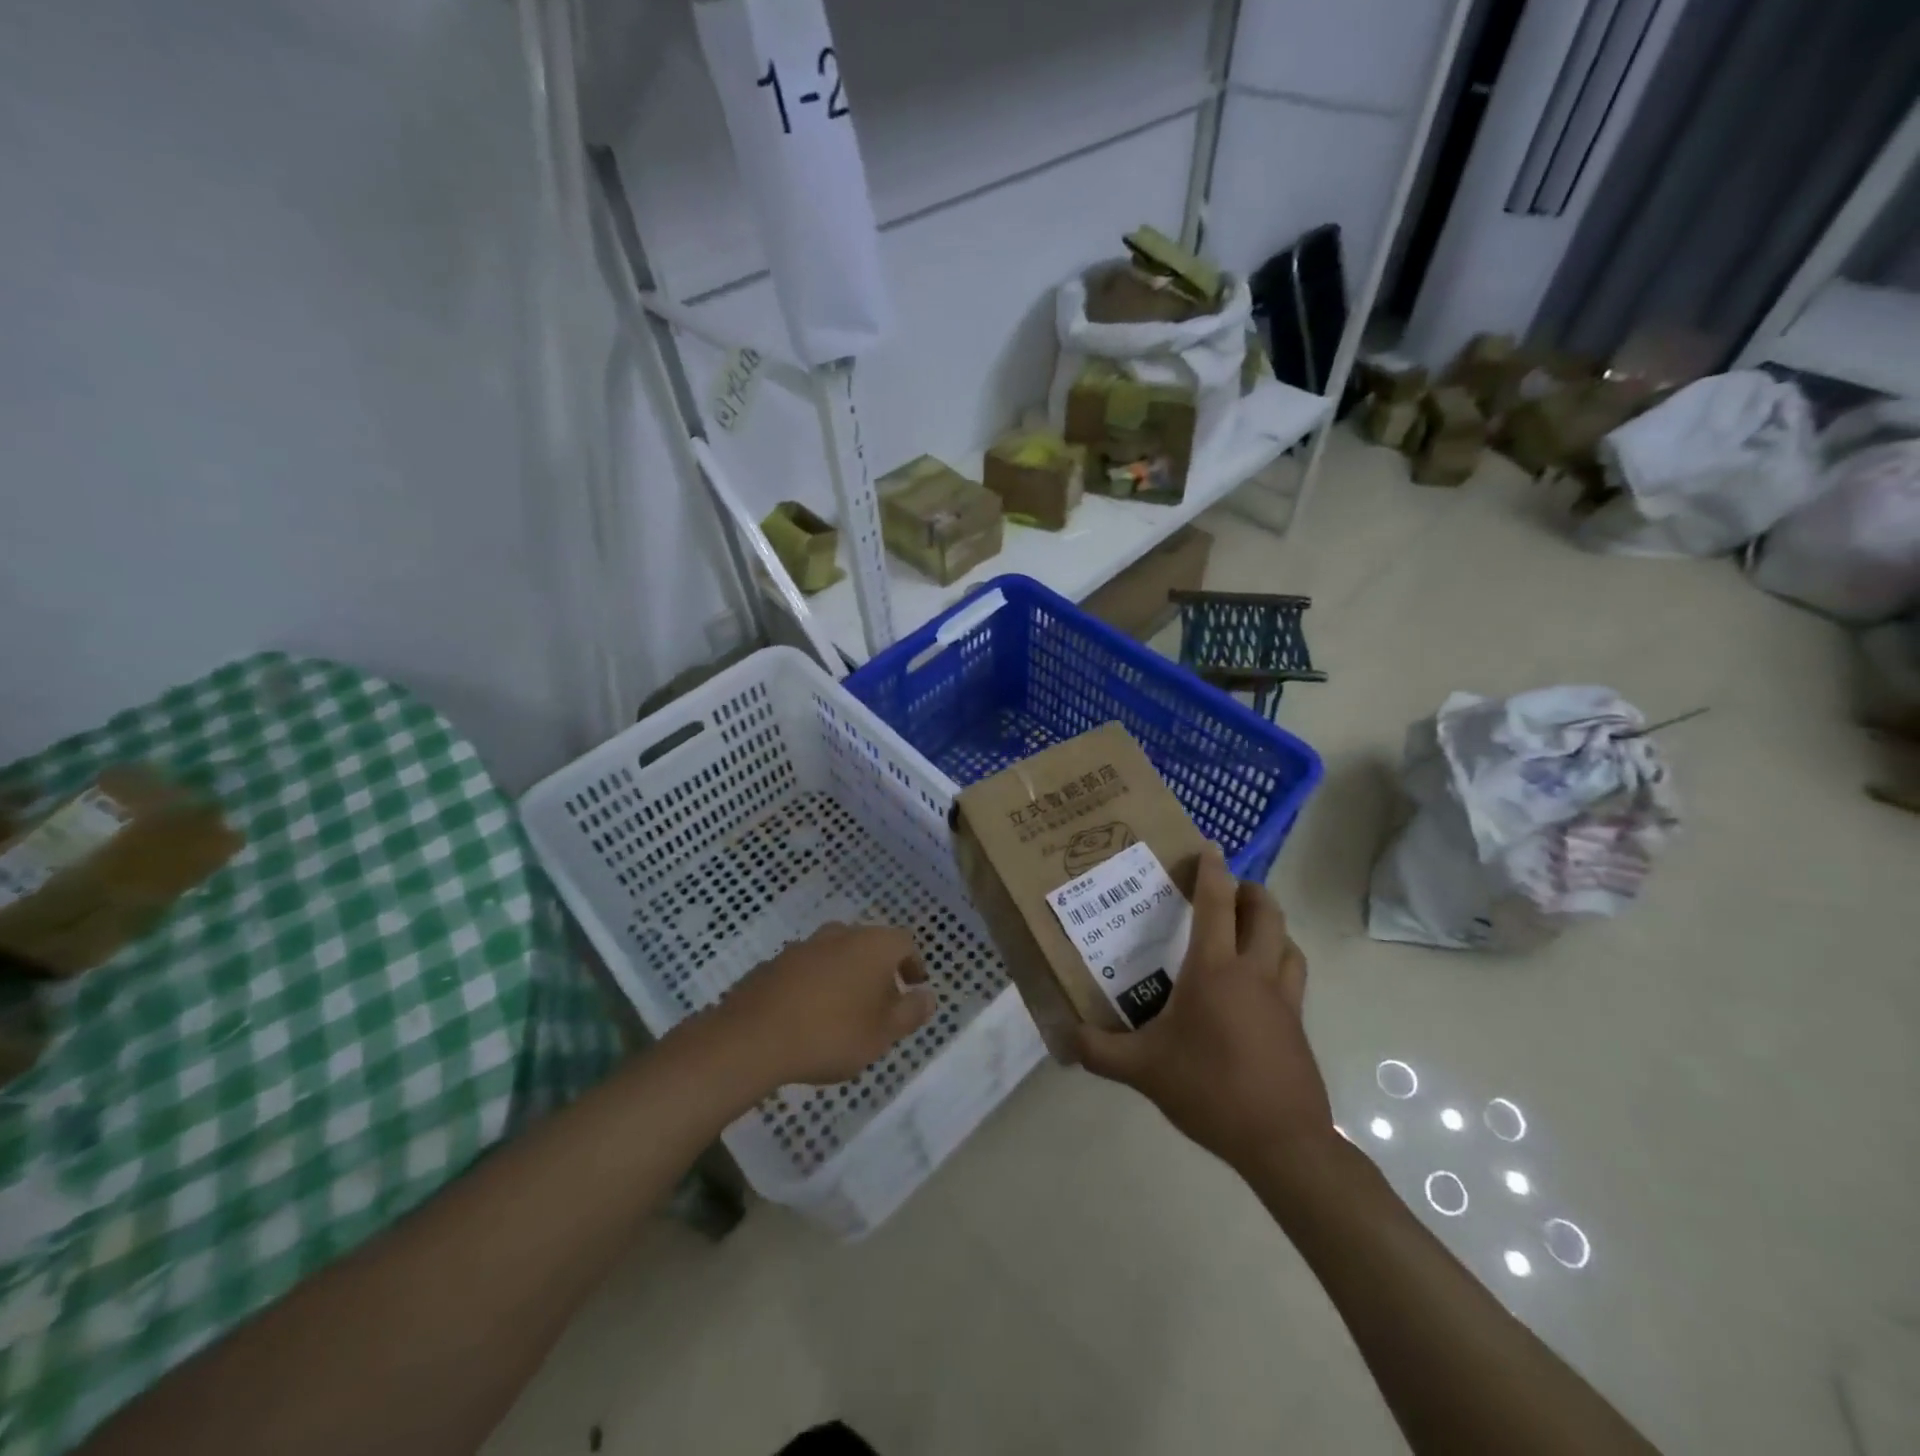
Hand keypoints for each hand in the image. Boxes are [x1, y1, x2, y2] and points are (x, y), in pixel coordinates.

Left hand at [716, 923, 936, 1087]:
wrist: (754, 1037)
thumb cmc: (832, 1033)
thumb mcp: (883, 1033)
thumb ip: (910, 1013)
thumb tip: (928, 996)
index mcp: (873, 944)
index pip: (905, 942)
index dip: (913, 964)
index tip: (914, 987)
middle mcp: (840, 934)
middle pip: (869, 945)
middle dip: (879, 970)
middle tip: (881, 1003)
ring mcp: (804, 946)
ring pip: (836, 955)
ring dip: (845, 976)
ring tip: (844, 1012)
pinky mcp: (774, 963)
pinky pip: (807, 969)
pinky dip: (815, 985)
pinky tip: (809, 1015)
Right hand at [1074, 845, 1333, 1172]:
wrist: (1281, 1140)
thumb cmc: (1209, 1089)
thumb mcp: (1143, 1070)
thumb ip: (1099, 1051)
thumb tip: (1063, 1036)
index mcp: (1215, 970)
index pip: (1216, 904)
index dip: (1213, 871)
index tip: (1209, 847)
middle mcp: (1254, 972)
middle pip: (1266, 912)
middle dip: (1250, 890)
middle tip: (1228, 889)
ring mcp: (1283, 998)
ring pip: (1288, 941)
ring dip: (1270, 924)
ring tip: (1247, 929)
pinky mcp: (1298, 1024)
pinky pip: (1293, 974)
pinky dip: (1280, 959)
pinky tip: (1259, 983)